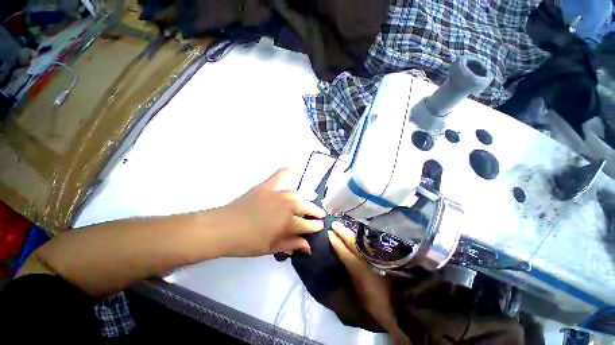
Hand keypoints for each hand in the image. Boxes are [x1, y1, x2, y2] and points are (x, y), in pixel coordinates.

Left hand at [219, 168, 325, 256]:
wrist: (223, 228)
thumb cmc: (247, 243)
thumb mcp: (271, 248)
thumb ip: (291, 244)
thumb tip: (308, 245)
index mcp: (288, 222)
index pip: (308, 224)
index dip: (316, 226)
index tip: (321, 226)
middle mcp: (286, 205)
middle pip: (306, 206)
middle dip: (315, 211)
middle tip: (319, 214)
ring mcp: (276, 193)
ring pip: (297, 194)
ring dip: (306, 198)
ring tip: (310, 201)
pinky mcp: (266, 186)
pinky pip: (279, 175)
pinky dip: (288, 171)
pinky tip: (295, 169)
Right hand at [328, 222, 409, 344]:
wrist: (403, 303)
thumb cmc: (378, 301)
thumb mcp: (360, 291)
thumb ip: (351, 273)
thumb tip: (342, 257)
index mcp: (359, 269)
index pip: (344, 251)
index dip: (336, 241)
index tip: (329, 232)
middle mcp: (368, 258)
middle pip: (352, 241)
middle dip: (342, 231)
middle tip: (334, 223)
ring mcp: (378, 254)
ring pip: (362, 239)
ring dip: (351, 231)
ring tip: (344, 224)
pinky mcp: (386, 252)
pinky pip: (371, 240)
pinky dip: (363, 234)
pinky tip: (359, 230)